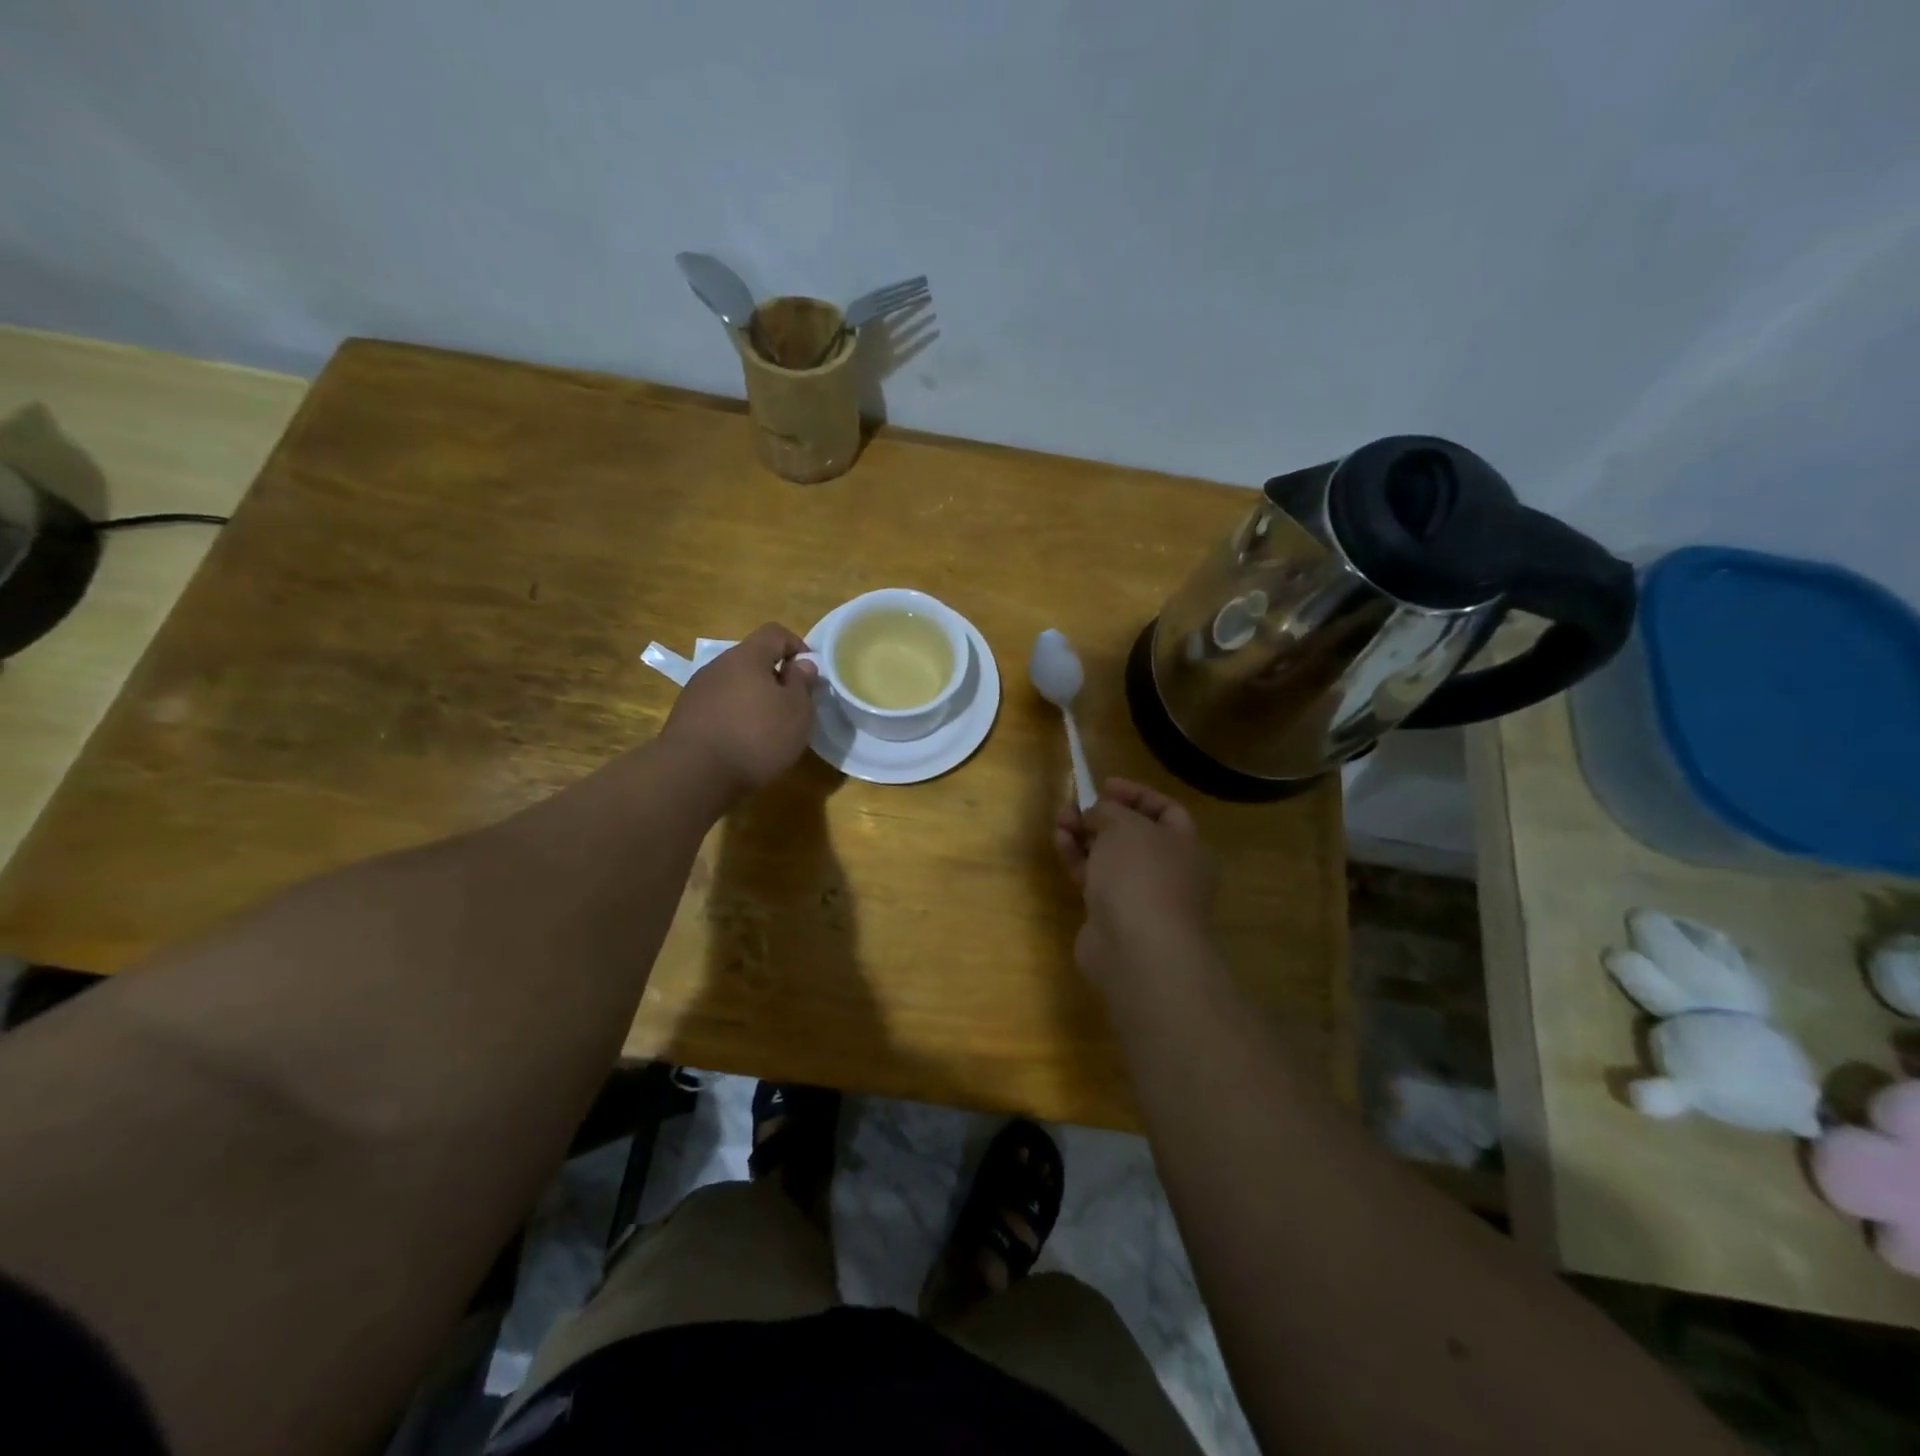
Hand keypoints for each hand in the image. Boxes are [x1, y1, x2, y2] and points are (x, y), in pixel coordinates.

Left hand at [659, 623, 818, 801]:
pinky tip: (743, 744)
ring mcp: (697, 691)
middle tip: (793, 706)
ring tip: (768, 729)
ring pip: (734, 685)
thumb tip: (802, 664)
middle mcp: (718, 666)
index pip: (775, 633)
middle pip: (752, 659)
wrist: (693, 774)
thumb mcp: (796, 711)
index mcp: (747, 657)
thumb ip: (802, 683)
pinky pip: (719, 707)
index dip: (797, 646)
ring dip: (754, 699)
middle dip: (775, 677)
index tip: (810, 673)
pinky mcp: (685, 717)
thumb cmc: (755, 736)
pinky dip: (735, 718)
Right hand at [1054, 777, 1216, 988]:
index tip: (1104, 785)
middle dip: (1102, 815)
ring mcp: (1140, 895)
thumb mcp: (1125, 825)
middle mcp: (1168, 870)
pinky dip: (1078, 860)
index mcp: (1186, 846)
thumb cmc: (1141, 875)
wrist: (1137, 949)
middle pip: (1133, 833)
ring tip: (1060, 821)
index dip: (1135, 793)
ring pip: (1110, 856)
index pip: (1166, 810)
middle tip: (1074, 805)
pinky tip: (1060, 844)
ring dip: (1084, 835)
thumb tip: (1096, 814)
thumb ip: (1108, 810)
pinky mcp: (1113, 915)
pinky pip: (1095, 879)